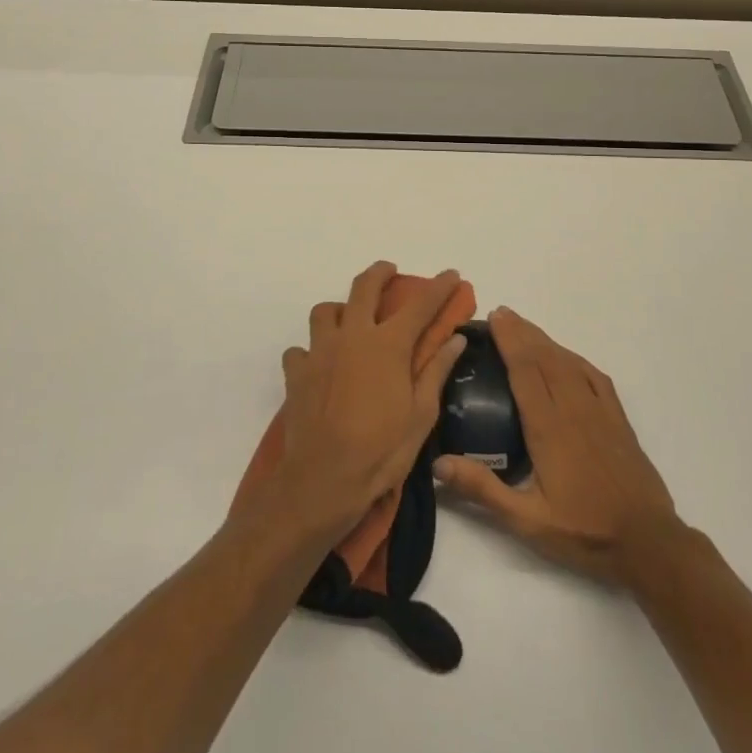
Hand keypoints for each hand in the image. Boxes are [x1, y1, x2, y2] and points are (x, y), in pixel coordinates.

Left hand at [274, 262, 469, 538]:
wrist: (323, 481)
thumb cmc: (381, 451)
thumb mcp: (421, 415)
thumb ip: (436, 371)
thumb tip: (455, 339)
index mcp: (387, 345)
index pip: (420, 305)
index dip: (439, 287)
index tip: (451, 274)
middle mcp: (352, 336)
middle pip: (364, 287)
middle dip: (380, 273)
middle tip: (389, 271)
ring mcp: (319, 351)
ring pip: (324, 311)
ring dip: (339, 309)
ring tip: (348, 319)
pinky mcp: (296, 373)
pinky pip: (300, 349)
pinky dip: (310, 351)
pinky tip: (319, 365)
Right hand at [433, 306, 685, 586]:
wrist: (648, 542)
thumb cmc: (584, 532)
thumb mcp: (527, 520)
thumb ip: (483, 490)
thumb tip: (439, 463)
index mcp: (548, 428)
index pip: (525, 371)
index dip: (509, 341)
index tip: (494, 318)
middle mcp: (574, 409)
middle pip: (545, 358)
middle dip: (522, 332)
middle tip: (501, 313)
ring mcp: (599, 411)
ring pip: (569, 363)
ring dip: (546, 340)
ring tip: (525, 327)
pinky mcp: (618, 419)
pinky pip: (595, 376)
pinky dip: (575, 358)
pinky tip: (566, 356)